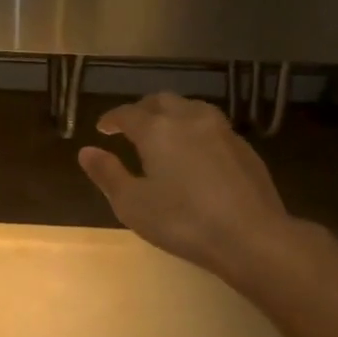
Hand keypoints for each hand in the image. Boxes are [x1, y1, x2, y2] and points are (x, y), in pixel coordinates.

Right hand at [77, 94, 301, 282]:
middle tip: (130, 127)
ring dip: (171, 114)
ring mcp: (221, 130)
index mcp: (157, 130)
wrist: (251, 236)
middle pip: (161, 101)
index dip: (112, 119)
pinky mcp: (243, 146)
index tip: (102, 128)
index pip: (128, 113)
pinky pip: (211, 125)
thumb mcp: (133, 204)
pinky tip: (194, 151)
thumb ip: (107, 174)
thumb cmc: (183, 222)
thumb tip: (86, 151)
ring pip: (190, 108)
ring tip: (162, 133)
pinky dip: (193, 129)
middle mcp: (189, 119)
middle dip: (141, 110)